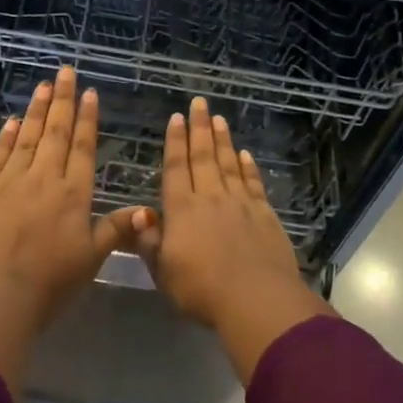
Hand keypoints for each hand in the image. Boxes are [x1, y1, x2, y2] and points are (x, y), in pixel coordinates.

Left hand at [0, 66, 152, 389]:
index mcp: (73, 195)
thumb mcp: (90, 261)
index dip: (86, 119)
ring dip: (36, 110)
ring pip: (27, 137)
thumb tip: (148, 210)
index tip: (88, 93)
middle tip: (65, 71)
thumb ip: (115, 231)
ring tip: (43, 85)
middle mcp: (44, 179)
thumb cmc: (47, 285)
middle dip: (62, 100)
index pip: (82, 148)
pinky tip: (12, 120)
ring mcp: (10, 181)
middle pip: (55, 133)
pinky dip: (6, 136)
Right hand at [143, 97, 333, 382]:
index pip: (176, 167)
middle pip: (203, 156)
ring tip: (219, 118)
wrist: (255, 300)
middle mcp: (210, 198)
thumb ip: (149, 242)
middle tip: (200, 102)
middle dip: (200, 128)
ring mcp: (240, 203)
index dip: (175, 141)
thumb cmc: (201, 289)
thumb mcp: (163, 272)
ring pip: (229, 164)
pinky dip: (248, 167)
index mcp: (182, 209)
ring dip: (223, 140)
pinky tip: (246, 155)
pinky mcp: (264, 215)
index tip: (177, 117)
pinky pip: (253, 183)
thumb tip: (138, 214)